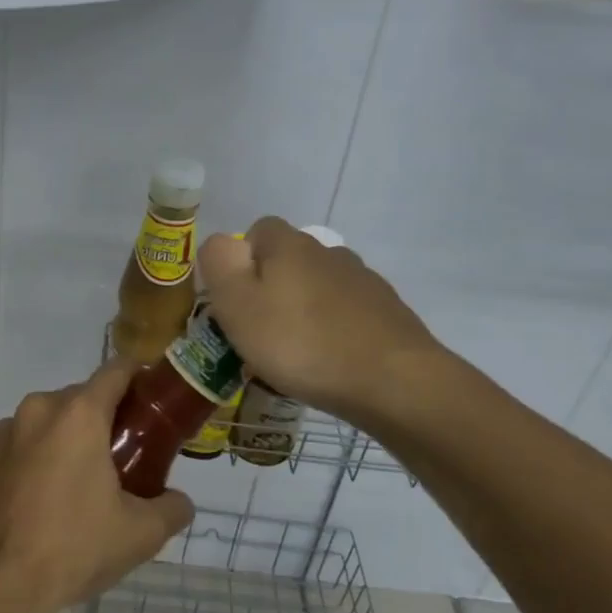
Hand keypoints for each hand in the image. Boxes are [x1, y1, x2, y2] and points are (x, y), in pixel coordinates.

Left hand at [0, 360, 193, 612]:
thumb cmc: (73, 548)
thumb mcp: (140, 534)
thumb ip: (172, 508)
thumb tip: (179, 502)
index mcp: (79, 415)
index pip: (116, 371)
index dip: (138, 378)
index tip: (150, 401)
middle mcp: (37, 410)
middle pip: (78, 399)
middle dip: (100, 421)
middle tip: (118, 459)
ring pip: (42, 423)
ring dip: (60, 441)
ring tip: (71, 487)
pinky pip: (11, 449)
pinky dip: (26, 463)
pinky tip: (31, 503)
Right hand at [199, 217, 440, 419]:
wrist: (392, 381)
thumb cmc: (300, 343)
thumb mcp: (237, 303)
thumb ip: (219, 263)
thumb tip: (222, 243)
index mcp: (289, 245)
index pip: (257, 231)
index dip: (241, 262)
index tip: (235, 301)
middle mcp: (328, 252)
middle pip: (288, 261)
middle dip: (272, 290)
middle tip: (259, 334)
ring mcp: (363, 281)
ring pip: (318, 288)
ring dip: (304, 311)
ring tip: (296, 354)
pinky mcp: (386, 312)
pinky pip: (346, 314)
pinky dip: (334, 331)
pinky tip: (330, 362)